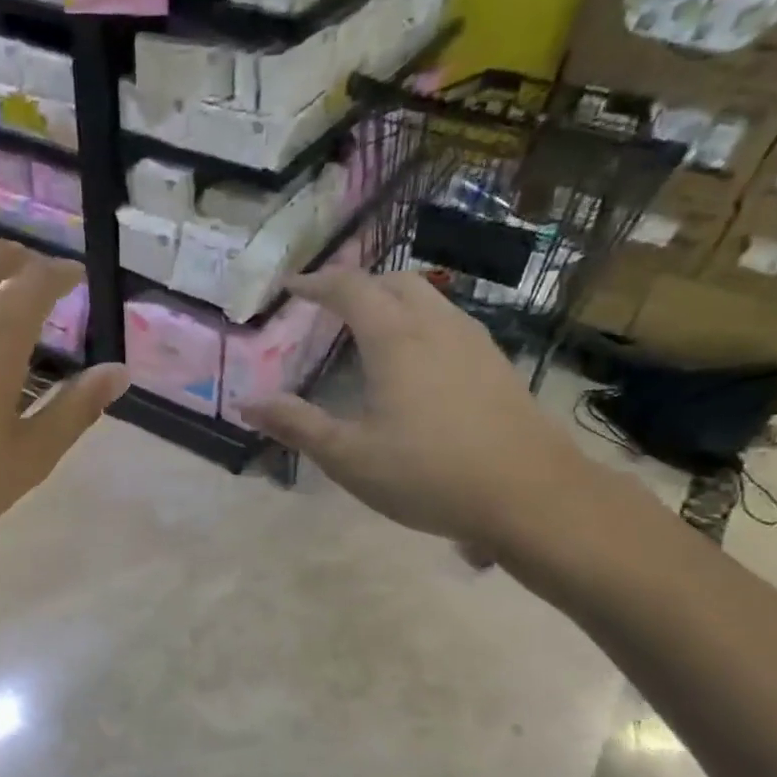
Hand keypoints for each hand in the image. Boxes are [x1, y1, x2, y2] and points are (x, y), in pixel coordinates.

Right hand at [242, 270, 597, 562]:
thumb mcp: (349, 457)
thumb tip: (247, 404)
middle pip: (395, 282)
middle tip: (330, 307)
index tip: (291, 287)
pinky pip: (450, 323)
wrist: (529, 495)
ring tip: (369, 330)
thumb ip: (297, 425)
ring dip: (393, 301)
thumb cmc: (428, 474)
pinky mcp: (496, 365)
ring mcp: (474, 343)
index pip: (351, 289)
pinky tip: (417, 362)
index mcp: (395, 340)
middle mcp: (437, 327)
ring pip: (430, 299)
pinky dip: (420, 323)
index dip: (317, 283)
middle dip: (359, 285)